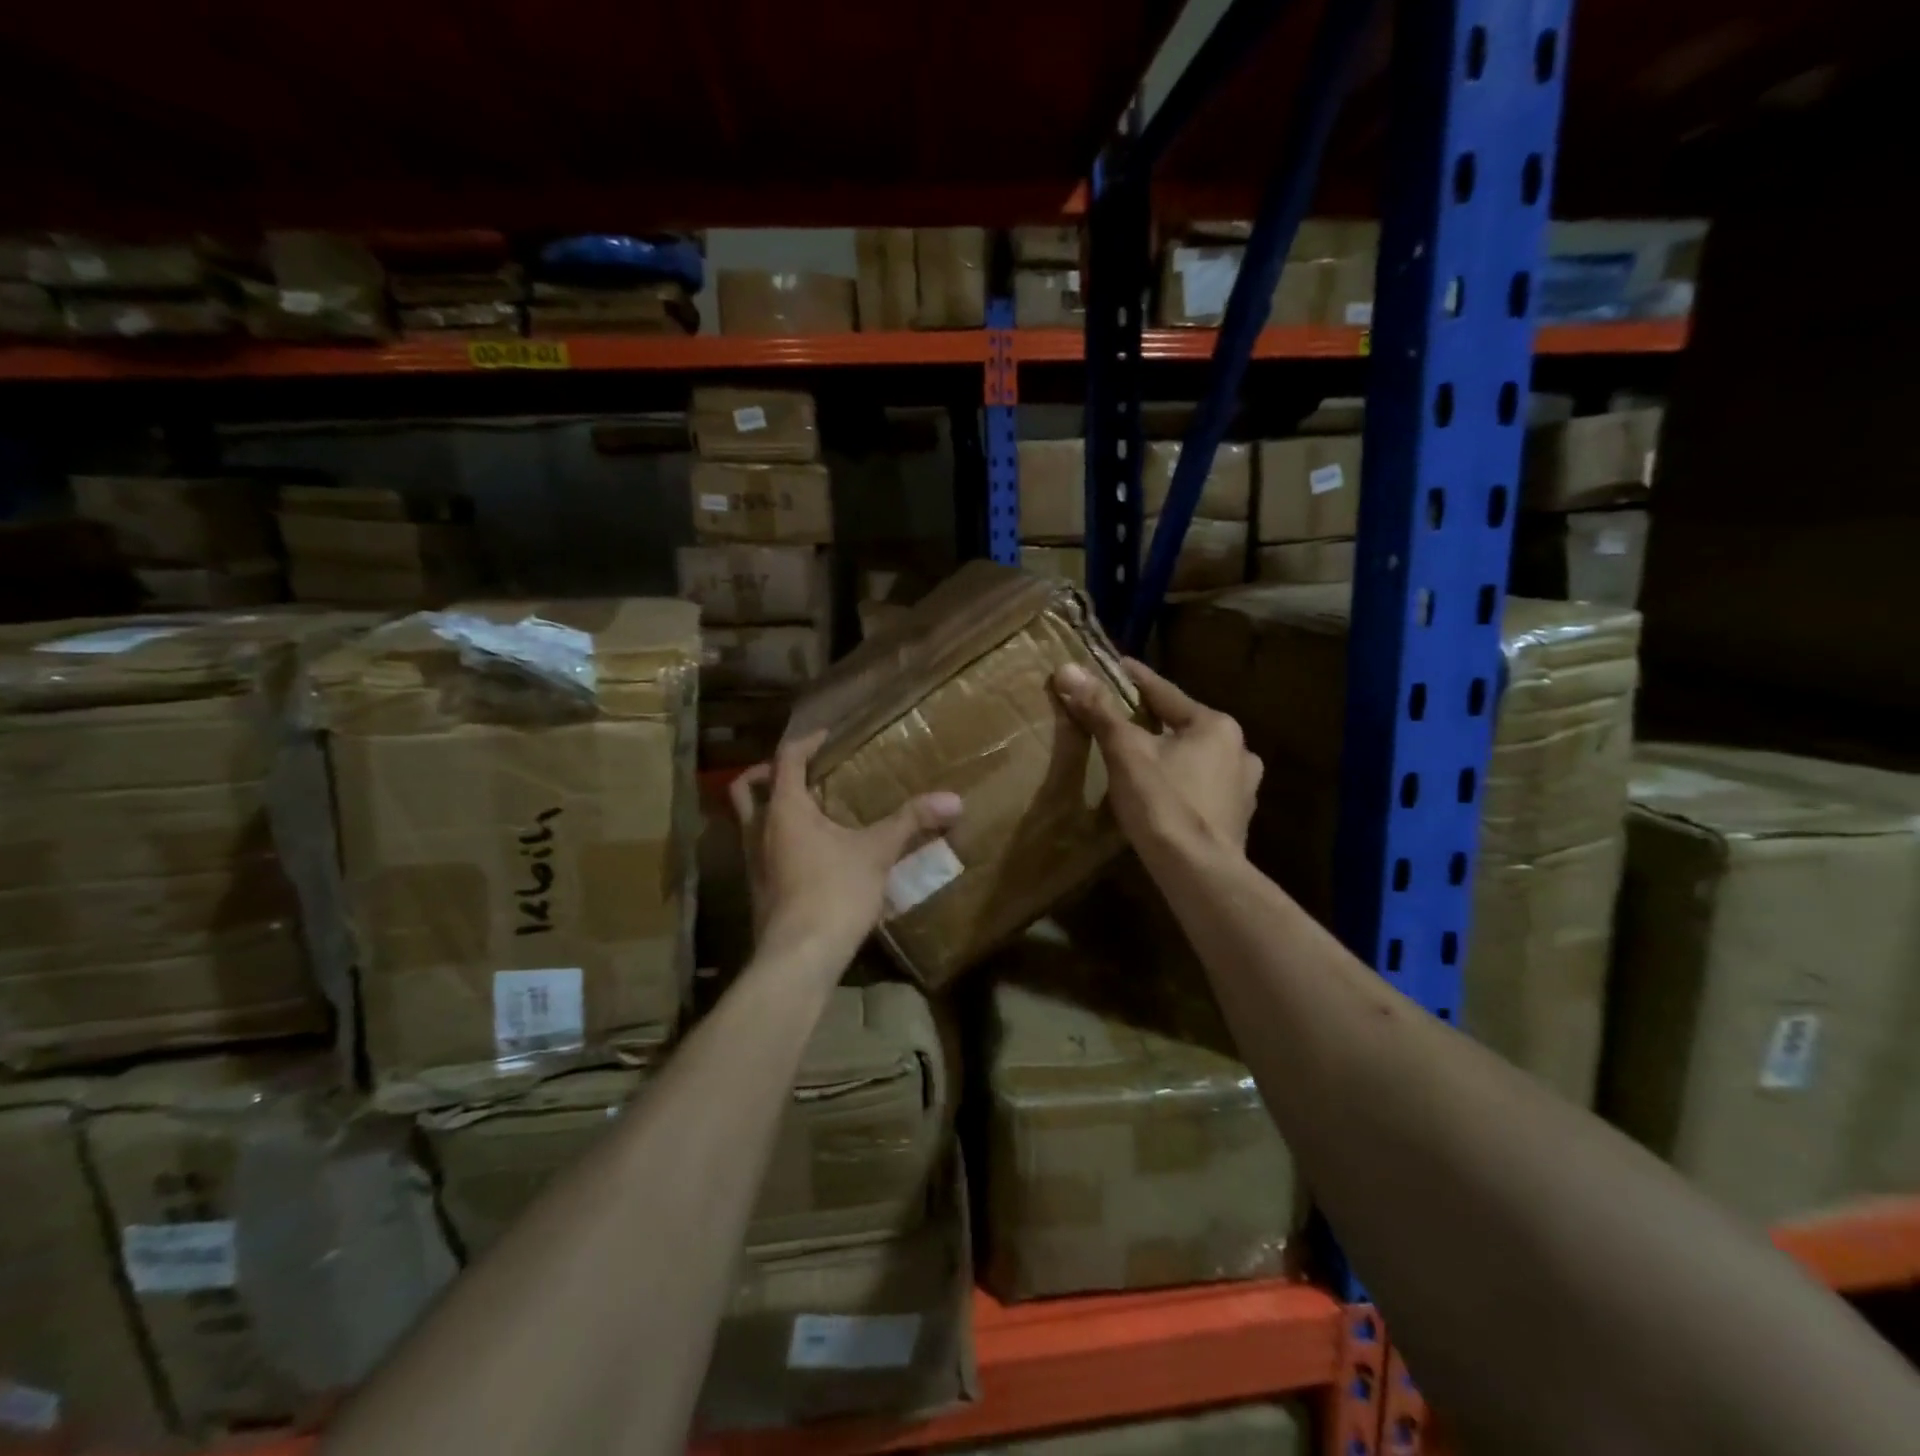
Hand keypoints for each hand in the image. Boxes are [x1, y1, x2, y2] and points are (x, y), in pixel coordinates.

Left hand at [730, 731, 963, 967]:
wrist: (798, 958)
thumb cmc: (834, 893)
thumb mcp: (877, 853)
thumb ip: (911, 822)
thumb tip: (954, 799)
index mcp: (784, 810)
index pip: (785, 760)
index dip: (805, 742)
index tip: (826, 737)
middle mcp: (759, 830)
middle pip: (745, 788)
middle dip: (764, 773)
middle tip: (797, 773)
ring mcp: (752, 863)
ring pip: (748, 822)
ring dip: (768, 809)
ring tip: (806, 811)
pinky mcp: (758, 890)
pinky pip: (759, 850)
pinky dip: (776, 839)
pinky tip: (808, 853)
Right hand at [1052, 657, 1260, 854]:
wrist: (1198, 873)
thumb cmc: (1163, 804)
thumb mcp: (1126, 752)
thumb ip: (1100, 710)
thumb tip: (1067, 669)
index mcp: (1215, 725)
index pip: (1165, 692)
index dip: (1135, 678)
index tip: (1114, 665)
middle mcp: (1239, 749)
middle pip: (1184, 725)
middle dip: (1154, 720)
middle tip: (1123, 716)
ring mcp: (1244, 786)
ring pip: (1197, 757)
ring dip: (1172, 752)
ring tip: (1145, 757)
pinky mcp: (1237, 818)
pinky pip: (1203, 786)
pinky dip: (1183, 782)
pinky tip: (1167, 793)